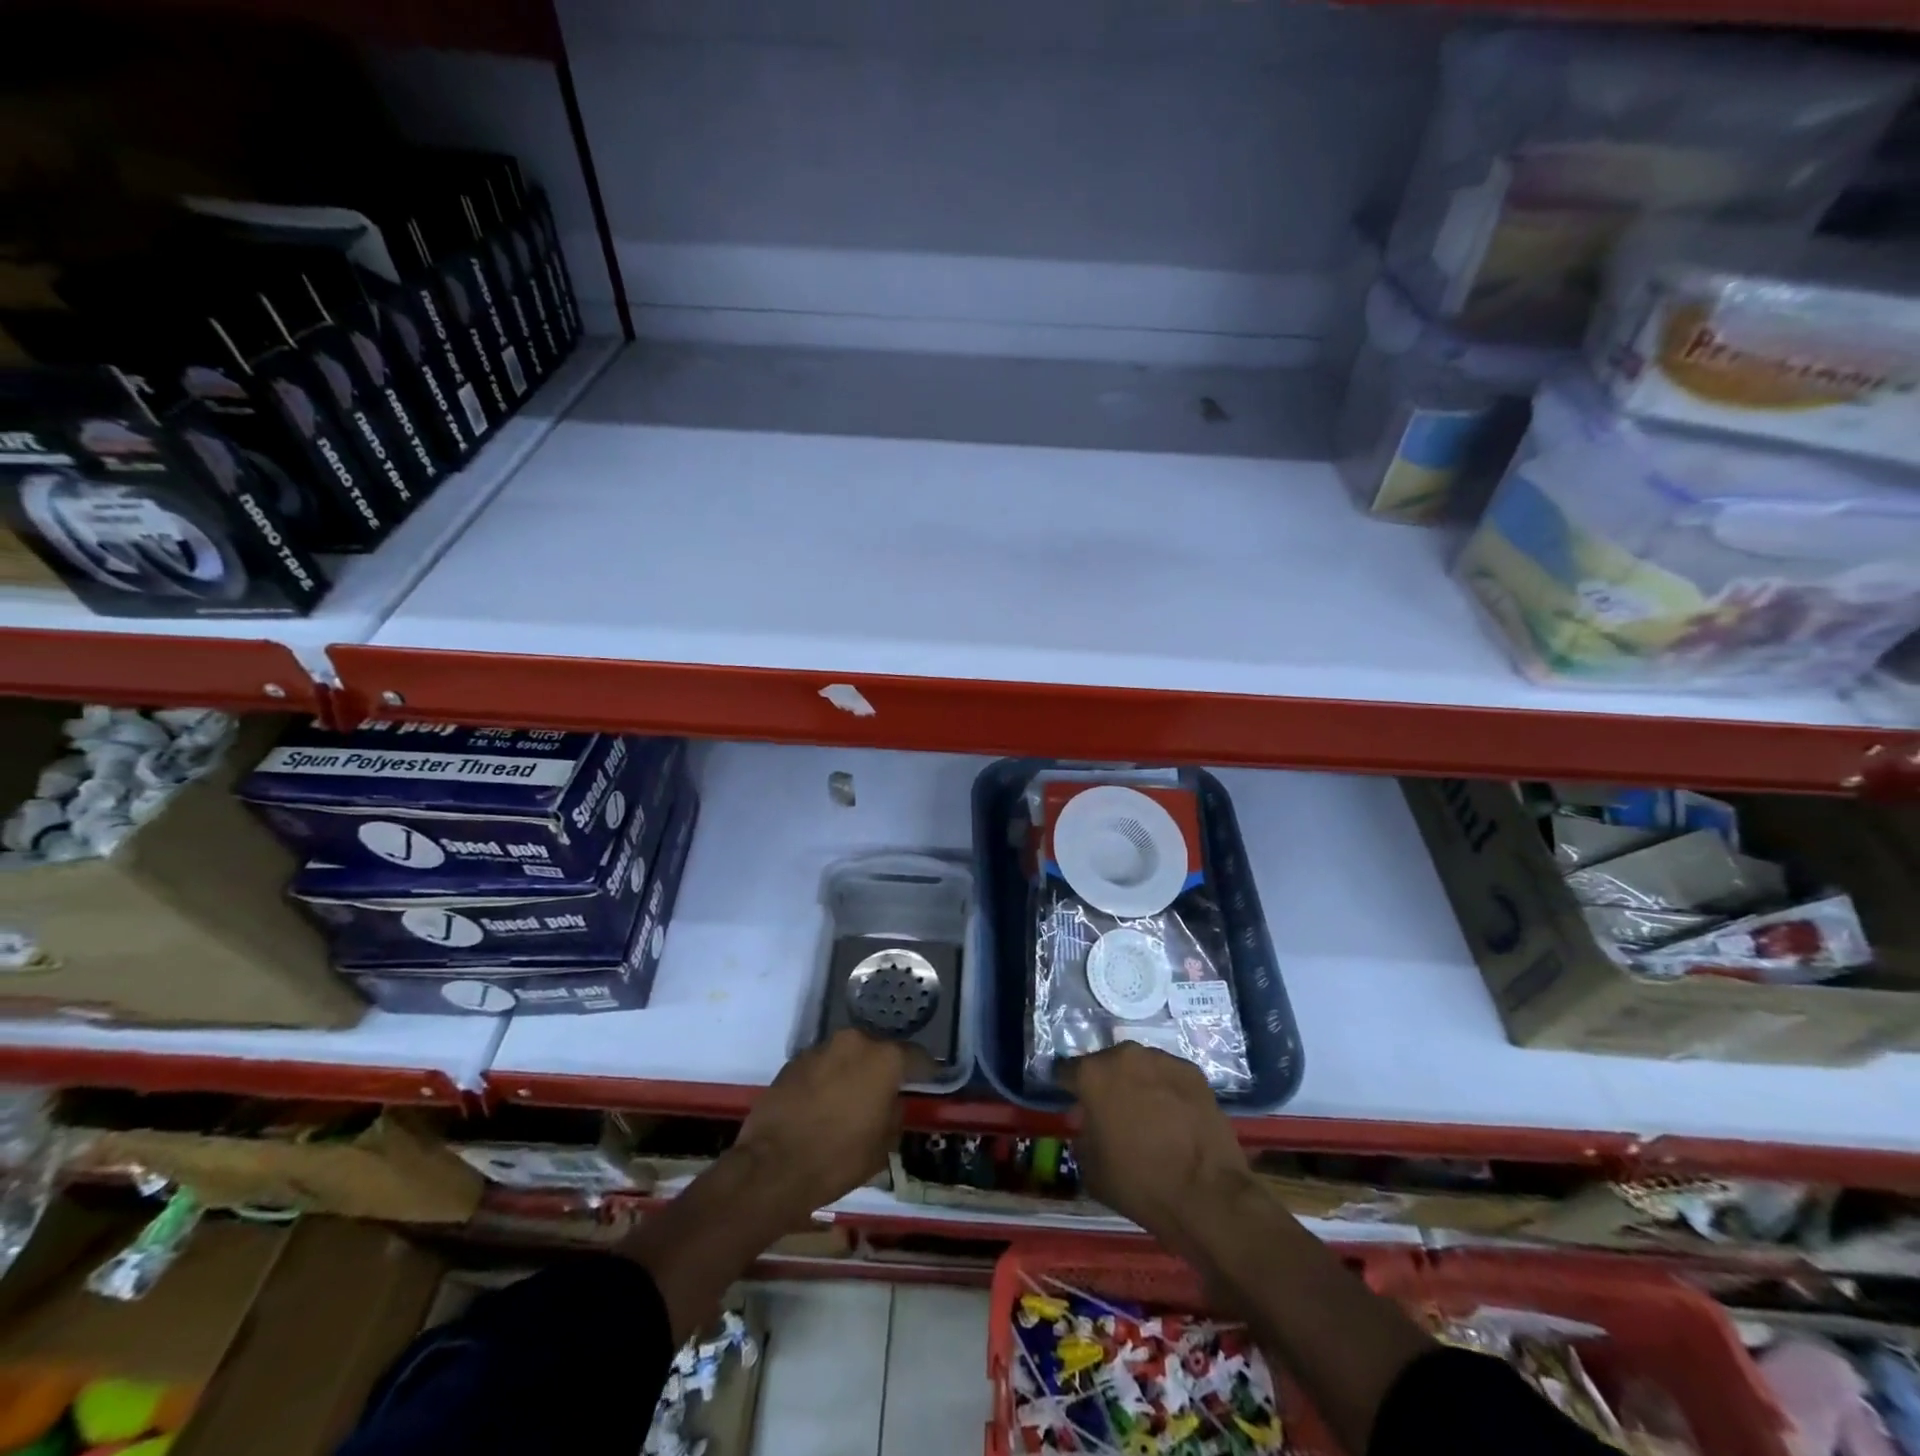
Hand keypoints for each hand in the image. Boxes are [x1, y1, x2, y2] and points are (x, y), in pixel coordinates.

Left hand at [733, 1029, 910, 1220]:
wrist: (772, 1167)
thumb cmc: (838, 1158)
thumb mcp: (883, 1145)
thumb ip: (895, 1113)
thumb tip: (892, 1101)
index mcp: (883, 1059)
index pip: (915, 1056)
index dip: (924, 1070)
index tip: (927, 1080)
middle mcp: (854, 1042)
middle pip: (877, 1050)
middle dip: (882, 1068)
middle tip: (884, 1092)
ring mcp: (821, 1048)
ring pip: (847, 1056)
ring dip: (852, 1071)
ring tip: (850, 1099)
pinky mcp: (793, 1061)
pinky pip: (821, 1066)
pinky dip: (826, 1079)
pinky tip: (822, 1104)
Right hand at [1060, 1043, 1251, 1245]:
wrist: (1208, 1193)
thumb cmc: (1140, 1183)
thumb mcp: (1092, 1170)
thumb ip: (1082, 1136)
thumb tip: (1088, 1123)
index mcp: (1092, 1074)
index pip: (1066, 1071)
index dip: (1068, 1089)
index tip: (1074, 1105)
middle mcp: (1124, 1055)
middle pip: (1105, 1064)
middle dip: (1105, 1084)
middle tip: (1113, 1114)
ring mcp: (1161, 1059)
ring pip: (1139, 1066)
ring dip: (1137, 1083)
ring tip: (1148, 1115)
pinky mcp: (1192, 1071)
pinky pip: (1168, 1075)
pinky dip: (1166, 1090)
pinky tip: (1175, 1117)